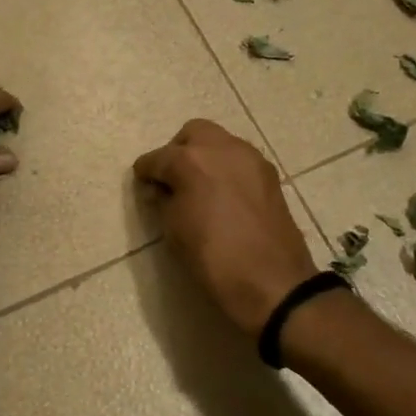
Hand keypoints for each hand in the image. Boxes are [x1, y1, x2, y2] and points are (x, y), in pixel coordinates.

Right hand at [133, 119, 318, 336]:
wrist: (272, 282)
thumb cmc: (213, 258)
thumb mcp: (174, 230)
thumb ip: (163, 201)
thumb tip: (161, 189)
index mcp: (190, 160)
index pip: (157, 158)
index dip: (146, 172)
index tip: (143, 184)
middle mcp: (221, 148)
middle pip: (192, 133)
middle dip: (178, 151)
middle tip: (172, 179)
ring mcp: (250, 158)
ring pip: (220, 141)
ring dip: (205, 156)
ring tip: (199, 187)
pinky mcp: (269, 174)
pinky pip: (240, 159)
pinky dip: (226, 168)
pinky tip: (223, 195)